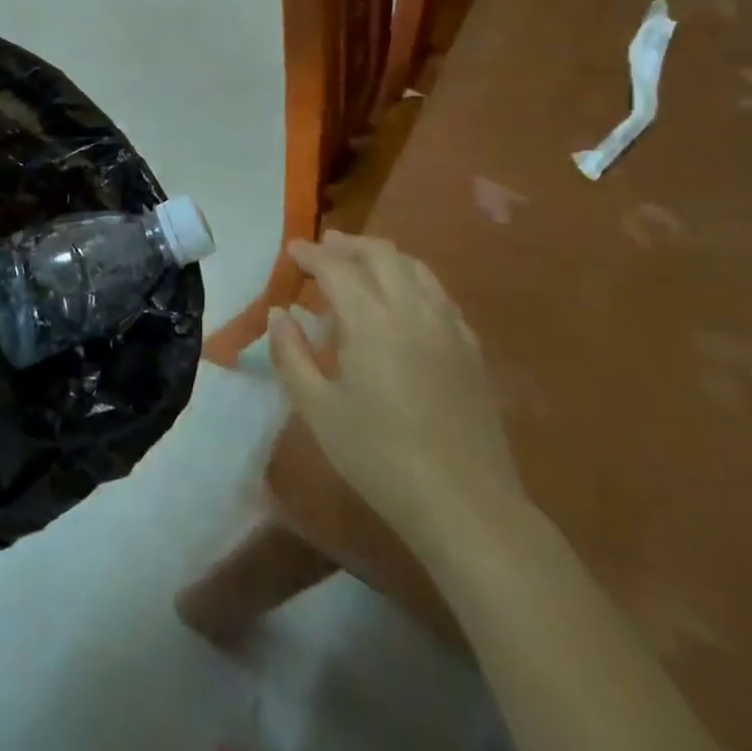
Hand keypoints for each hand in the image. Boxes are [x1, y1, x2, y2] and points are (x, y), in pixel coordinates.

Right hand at [270, 232, 525, 557]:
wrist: (465, 505)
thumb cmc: (379, 457)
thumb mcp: (317, 409)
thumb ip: (291, 354)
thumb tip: (280, 314)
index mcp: (372, 321)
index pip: (337, 267)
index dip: (311, 254)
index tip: (291, 250)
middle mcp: (414, 310)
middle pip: (381, 255)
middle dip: (348, 245)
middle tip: (323, 249)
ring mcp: (449, 327)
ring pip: (416, 268)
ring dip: (382, 257)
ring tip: (359, 265)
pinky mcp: (471, 349)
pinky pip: (439, 294)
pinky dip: (412, 281)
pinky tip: (402, 301)